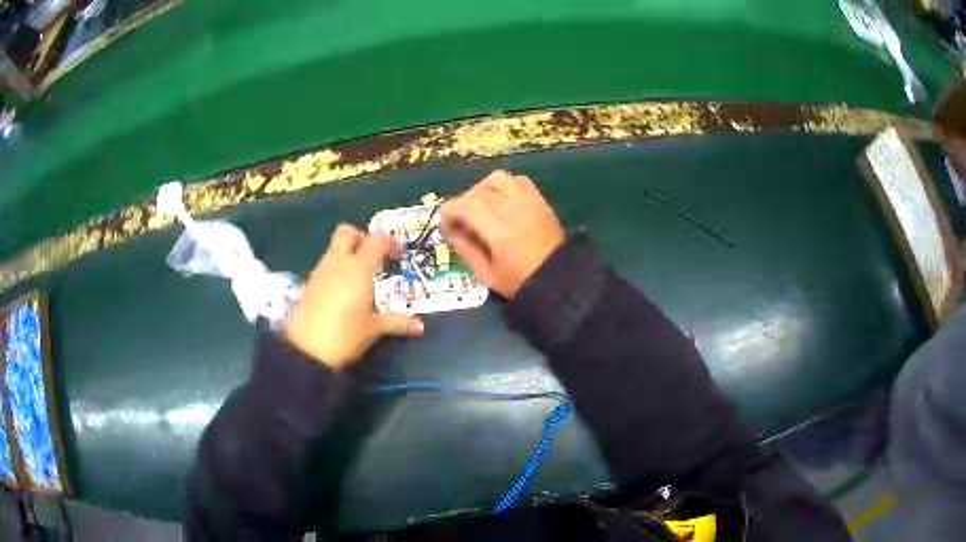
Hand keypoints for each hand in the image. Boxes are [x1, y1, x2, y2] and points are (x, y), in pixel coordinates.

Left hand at [284, 224, 424, 369]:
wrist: (307, 350)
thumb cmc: (346, 335)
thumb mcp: (373, 329)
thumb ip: (397, 323)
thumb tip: (420, 327)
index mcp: (358, 269)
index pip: (376, 240)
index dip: (387, 243)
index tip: (394, 257)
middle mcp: (338, 263)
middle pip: (347, 232)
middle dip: (360, 237)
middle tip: (371, 258)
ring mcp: (319, 271)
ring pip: (333, 249)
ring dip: (346, 255)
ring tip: (357, 279)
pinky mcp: (307, 283)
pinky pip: (323, 266)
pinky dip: (334, 271)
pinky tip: (339, 294)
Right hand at [442, 170, 564, 297]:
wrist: (560, 279)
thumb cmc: (521, 282)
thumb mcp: (486, 275)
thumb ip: (465, 250)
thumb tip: (452, 231)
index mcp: (499, 233)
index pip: (465, 206)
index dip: (449, 213)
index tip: (447, 227)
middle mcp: (513, 210)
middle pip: (478, 192)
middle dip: (462, 204)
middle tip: (462, 222)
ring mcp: (529, 202)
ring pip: (496, 179)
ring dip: (482, 190)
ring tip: (481, 208)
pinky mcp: (539, 200)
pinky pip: (517, 180)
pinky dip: (504, 186)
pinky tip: (502, 203)